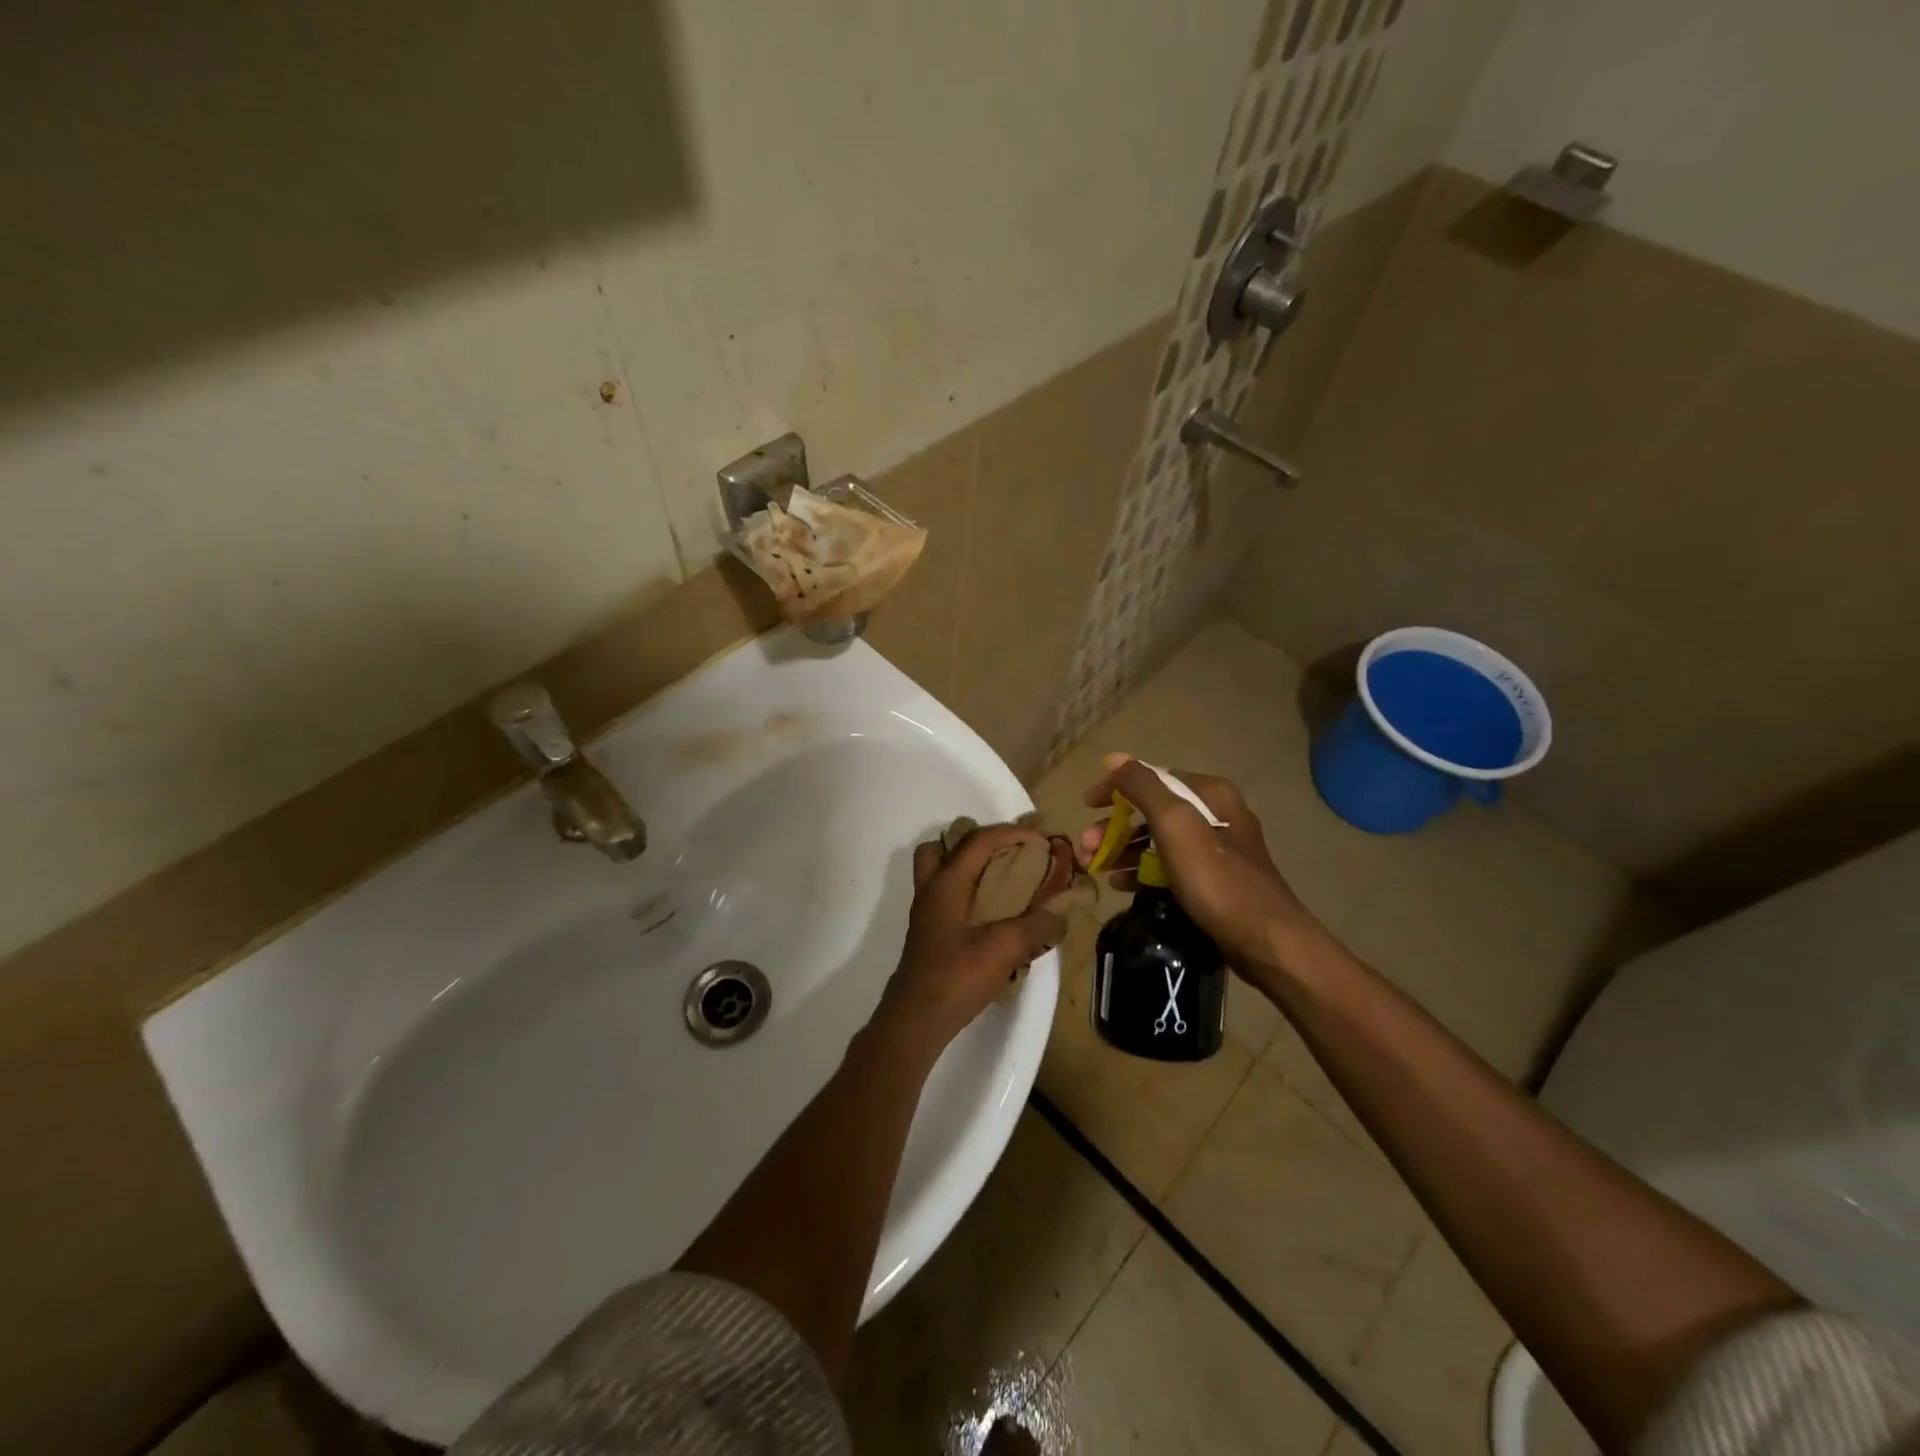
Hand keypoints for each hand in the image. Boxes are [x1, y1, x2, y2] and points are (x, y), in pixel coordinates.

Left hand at [874, 823, 1065, 1055]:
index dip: (1010, 832)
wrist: (916, 1017)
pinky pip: (945, 894)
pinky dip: (966, 891)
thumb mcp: (1004, 949)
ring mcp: (926, 911)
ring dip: (967, 866)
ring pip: (939, 870)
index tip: (1040, 838)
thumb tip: (1060, 914)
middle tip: (1010, 853)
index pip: (978, 841)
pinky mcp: (928, 932)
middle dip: (979, 842)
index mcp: (947, 882)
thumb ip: (1035, 926)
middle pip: (945, 846)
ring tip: (1000, 880)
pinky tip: (991, 914)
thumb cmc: (956, 976)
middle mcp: (931, 889)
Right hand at [1077, 755, 1314, 973]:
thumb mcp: (1176, 825)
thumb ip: (1144, 787)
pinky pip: (1169, 866)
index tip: (1086, 806)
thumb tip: (1115, 758)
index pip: (1152, 778)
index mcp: (1210, 794)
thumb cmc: (1217, 879)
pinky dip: (1143, 871)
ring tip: (1096, 868)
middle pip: (1152, 810)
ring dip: (1123, 850)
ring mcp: (1217, 850)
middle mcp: (1216, 814)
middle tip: (1086, 846)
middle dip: (1115, 826)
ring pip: (1158, 839)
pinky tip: (1121, 885)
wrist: (1267, 942)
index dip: (1115, 788)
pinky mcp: (1214, 881)